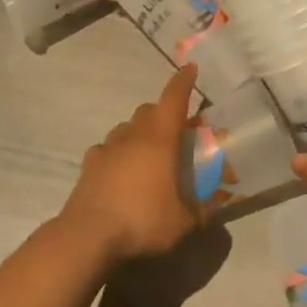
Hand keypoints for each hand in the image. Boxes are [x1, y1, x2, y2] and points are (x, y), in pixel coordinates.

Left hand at [58, 65, 200, 264]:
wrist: (87, 237)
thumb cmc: (142, 221)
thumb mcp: (184, 222)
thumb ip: (203, 210)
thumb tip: (218, 203)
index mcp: (160, 139)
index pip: (174, 98)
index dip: (184, 81)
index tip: (190, 68)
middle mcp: (133, 135)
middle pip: (148, 110)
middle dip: (162, 113)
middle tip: (175, 131)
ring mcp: (107, 148)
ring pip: (126, 127)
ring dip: (139, 132)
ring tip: (148, 153)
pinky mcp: (89, 165)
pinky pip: (106, 149)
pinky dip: (117, 153)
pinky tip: (120, 170)